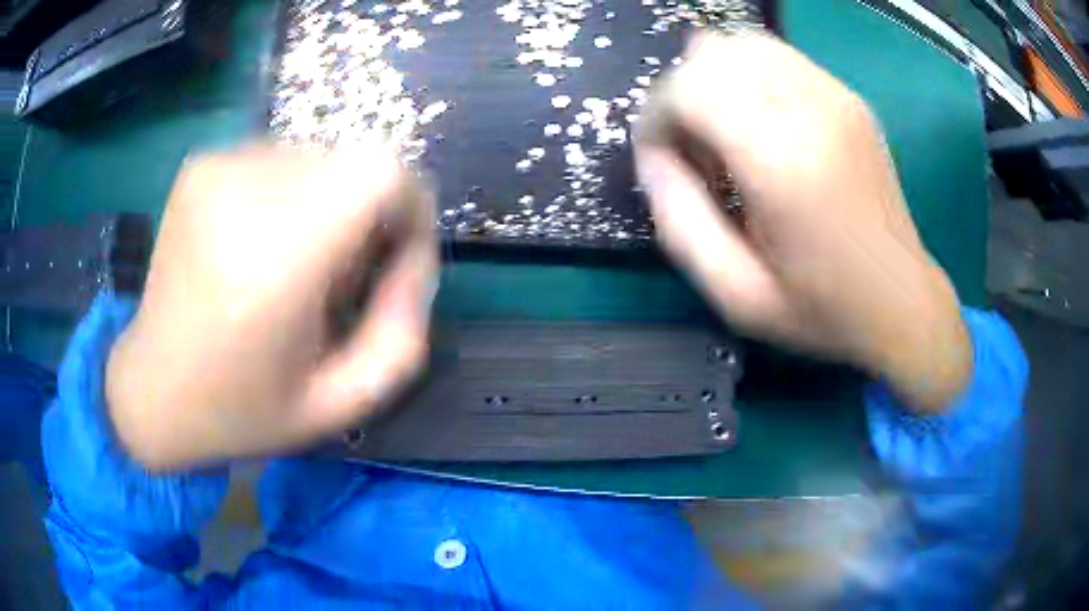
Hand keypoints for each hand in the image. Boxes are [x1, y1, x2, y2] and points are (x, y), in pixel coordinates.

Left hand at [106, 143, 436, 468]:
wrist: (151, 389)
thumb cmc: (242, 409)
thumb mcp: (340, 404)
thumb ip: (402, 334)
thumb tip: (415, 255)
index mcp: (274, 264)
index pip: (379, 171)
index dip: (408, 204)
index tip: (394, 254)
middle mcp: (241, 197)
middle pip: (353, 161)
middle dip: (366, 213)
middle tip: (337, 277)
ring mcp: (214, 171)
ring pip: (319, 156)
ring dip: (326, 204)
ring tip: (293, 265)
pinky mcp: (200, 165)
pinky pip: (279, 158)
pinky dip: (289, 194)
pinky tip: (259, 246)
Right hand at [635, 32, 970, 412]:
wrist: (902, 302)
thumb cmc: (823, 309)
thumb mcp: (735, 294)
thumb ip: (678, 221)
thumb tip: (651, 157)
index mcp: (784, 163)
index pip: (689, 86)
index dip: (657, 115)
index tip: (662, 158)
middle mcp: (811, 110)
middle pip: (712, 54)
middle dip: (682, 95)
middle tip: (695, 150)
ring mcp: (836, 96)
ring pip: (742, 45)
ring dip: (716, 82)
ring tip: (728, 136)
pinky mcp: (848, 97)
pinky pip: (777, 57)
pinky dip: (749, 78)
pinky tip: (761, 126)